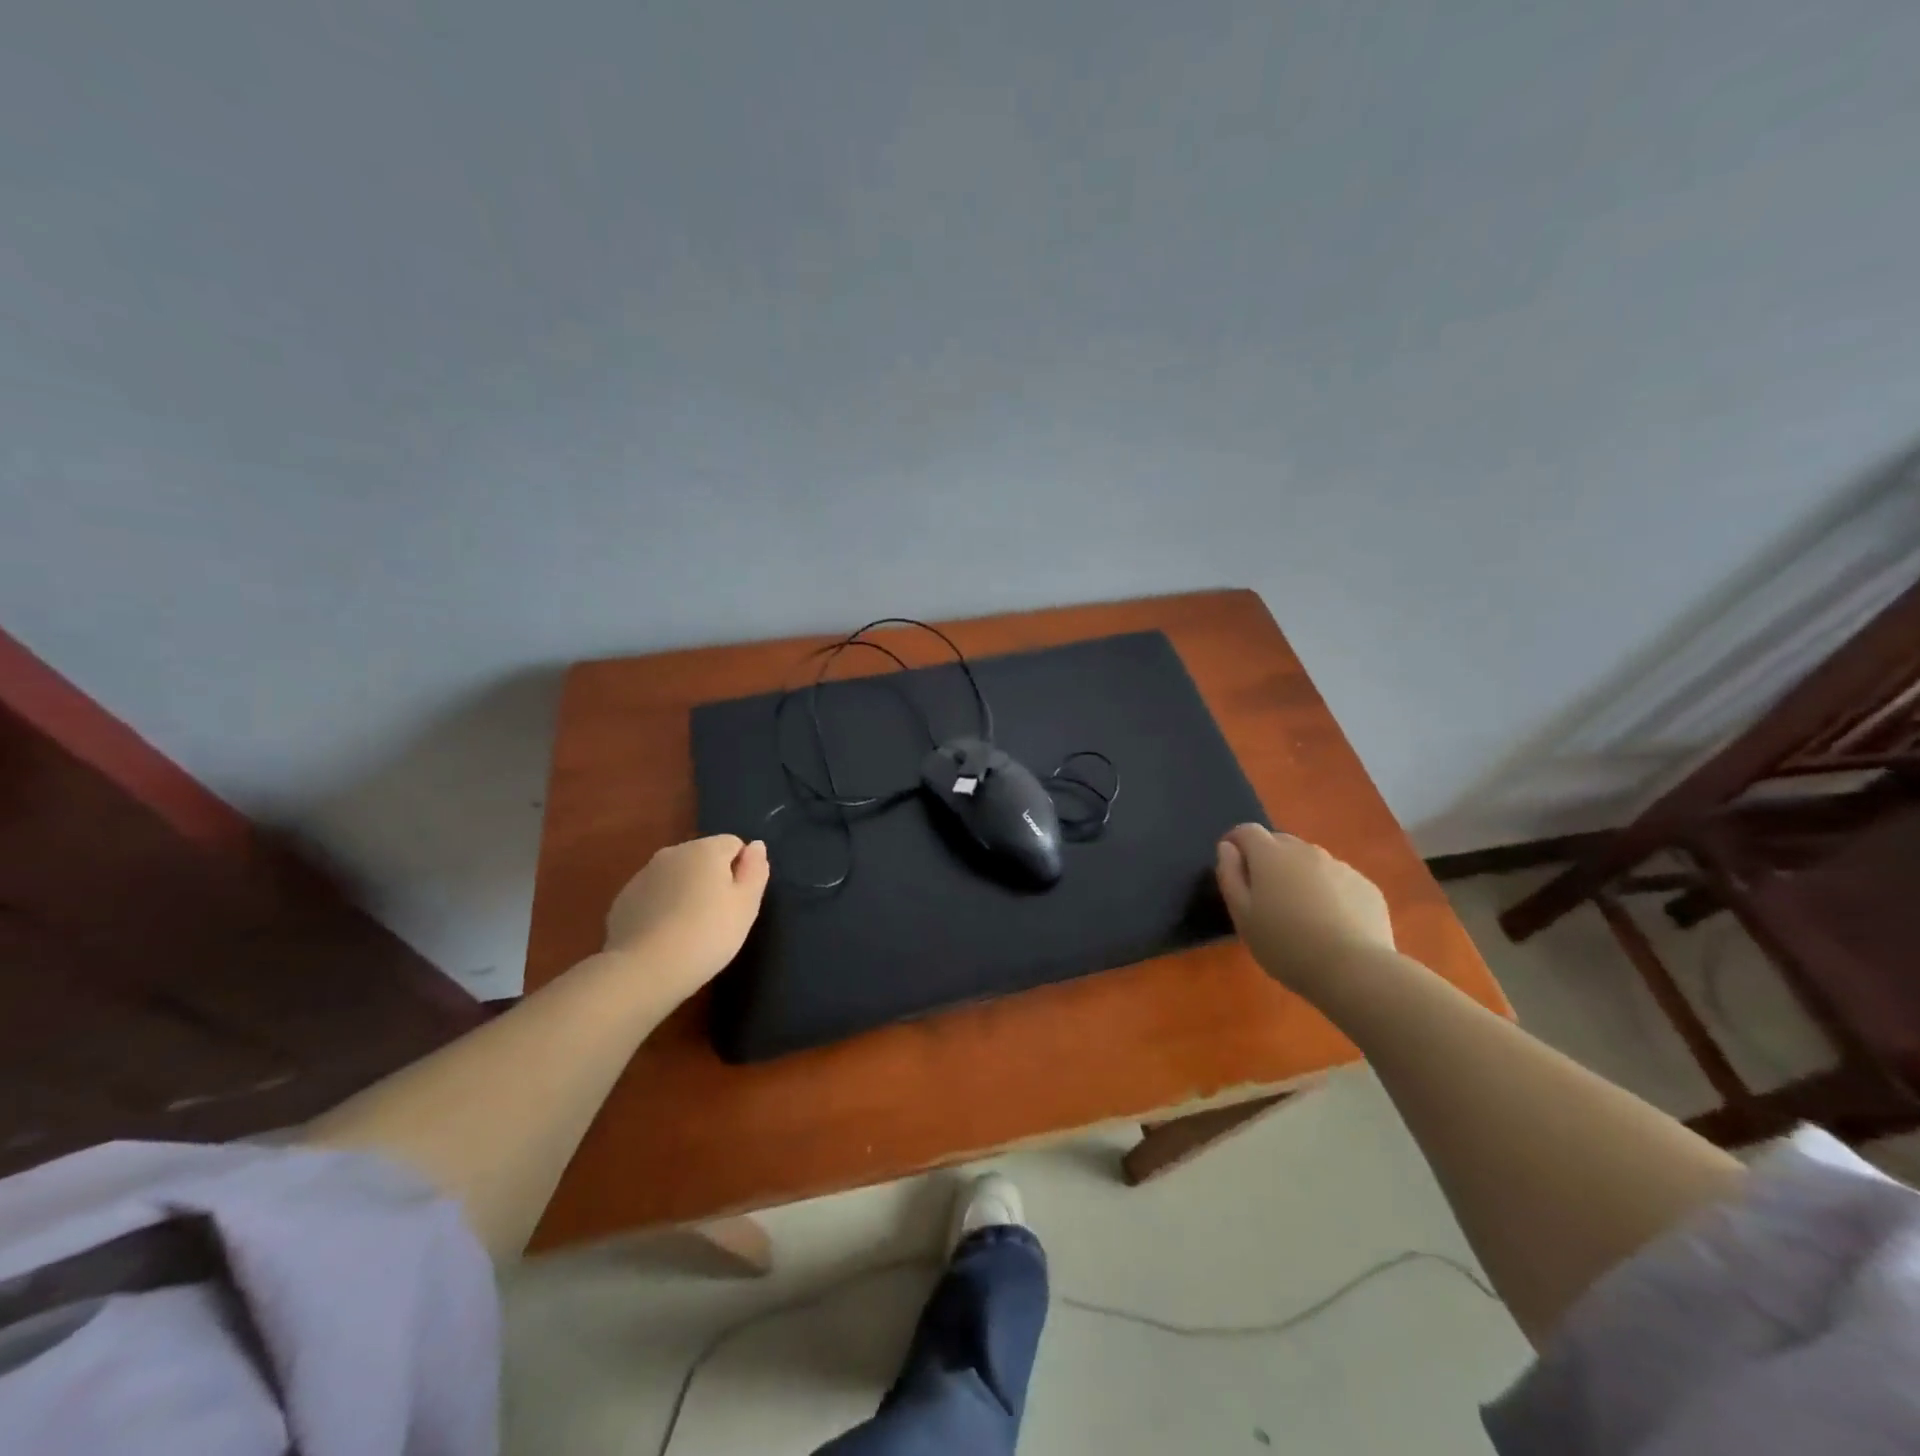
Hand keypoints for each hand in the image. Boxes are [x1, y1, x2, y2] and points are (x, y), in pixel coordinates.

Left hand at [604, 835, 770, 1001]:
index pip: (734, 844)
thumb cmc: (707, 935)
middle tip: (718, 917)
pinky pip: (654, 896)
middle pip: (703, 858)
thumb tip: (756, 846)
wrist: (644, 970)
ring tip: (689, 929)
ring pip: (676, 876)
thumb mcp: (746, 906)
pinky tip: (664, 936)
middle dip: (712, 879)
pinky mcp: (623, 900)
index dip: (741, 871)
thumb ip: (755, 871)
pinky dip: (662, 908)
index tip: (738, 901)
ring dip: (686, 892)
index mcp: (705, 849)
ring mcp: (643, 875)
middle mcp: (672, 852)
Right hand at [1215, 824, 1395, 995]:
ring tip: (1300, 911)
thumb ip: (1230, 875)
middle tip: (1265, 894)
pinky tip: (1331, 922)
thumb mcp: (1242, 916)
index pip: (1247, 831)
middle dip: (1267, 859)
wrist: (1353, 970)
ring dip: (1299, 874)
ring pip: (1311, 861)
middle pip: (1280, 842)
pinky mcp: (1366, 886)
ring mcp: (1340, 866)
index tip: (1232, 864)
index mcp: (1271, 855)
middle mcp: (1306, 851)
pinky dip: (1328, 891)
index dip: (1236, 843)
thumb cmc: (1285, 944)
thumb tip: (1227, 847)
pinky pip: (1338, 879)